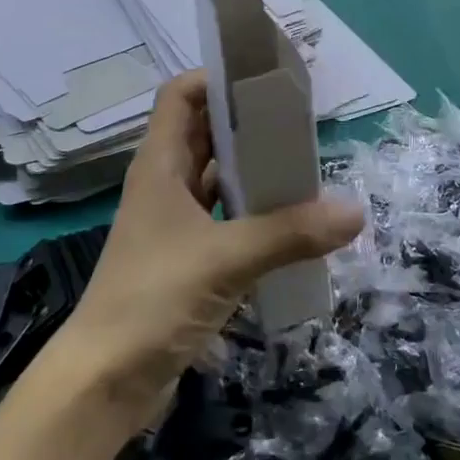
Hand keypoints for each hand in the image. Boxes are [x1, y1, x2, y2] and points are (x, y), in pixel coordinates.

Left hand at [67, 73, 362, 430]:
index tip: (265, 78)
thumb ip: (290, 233)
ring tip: (303, 164)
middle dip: (248, 121)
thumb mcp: (225, 259)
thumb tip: (355, 212)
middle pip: (205, 132)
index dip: (216, 78)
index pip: (180, 95)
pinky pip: (224, 216)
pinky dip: (253, 211)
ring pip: (217, 176)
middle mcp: (164, 184)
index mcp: (160, 165)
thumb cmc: (152, 299)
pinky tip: (289, 220)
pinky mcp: (185, 257)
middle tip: (299, 121)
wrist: (105, 381)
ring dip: (254, 168)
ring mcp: (173, 222)